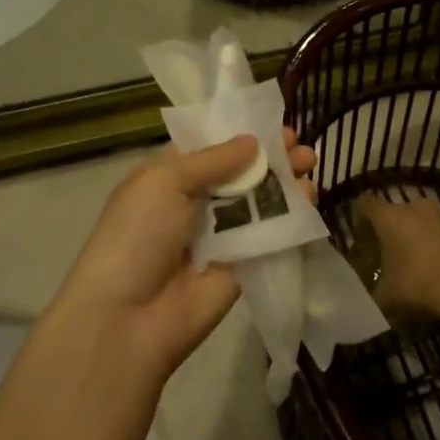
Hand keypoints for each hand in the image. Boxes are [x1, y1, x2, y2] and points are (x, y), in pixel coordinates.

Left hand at [52, 130, 318, 377]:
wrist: (128, 317)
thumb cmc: (137, 234)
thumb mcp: (164, 181)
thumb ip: (213, 160)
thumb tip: (253, 142)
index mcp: (170, 177)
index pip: (211, 147)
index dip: (242, 133)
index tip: (276, 122)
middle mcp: (196, 203)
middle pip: (241, 173)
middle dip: (272, 156)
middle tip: (301, 145)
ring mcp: (221, 235)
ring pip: (260, 201)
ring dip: (287, 181)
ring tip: (312, 164)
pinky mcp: (243, 265)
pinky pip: (270, 235)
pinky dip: (292, 216)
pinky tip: (311, 198)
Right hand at [356, 194, 439, 323]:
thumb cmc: (417, 285)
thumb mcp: (385, 296)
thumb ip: (374, 291)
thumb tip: (373, 295)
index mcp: (389, 217)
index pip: (365, 204)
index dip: (359, 218)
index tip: (361, 238)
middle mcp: (415, 208)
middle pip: (395, 213)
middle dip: (390, 232)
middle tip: (388, 256)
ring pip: (422, 222)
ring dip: (417, 238)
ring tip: (416, 265)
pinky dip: (439, 247)